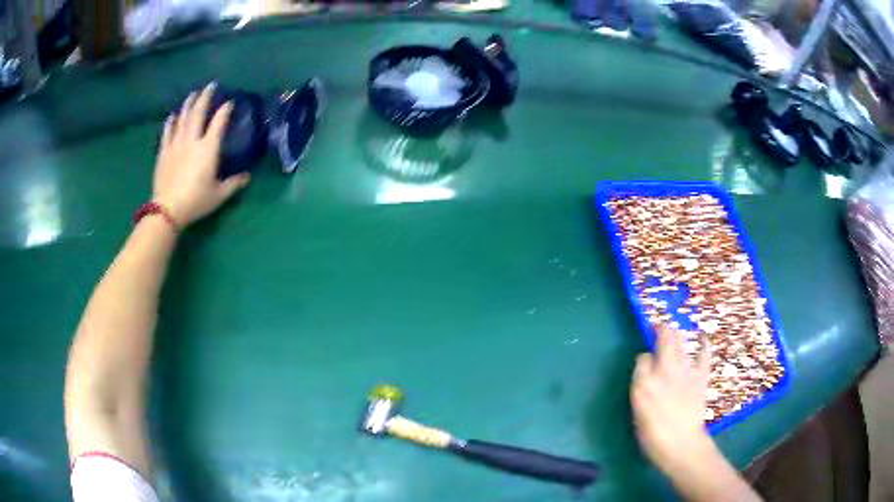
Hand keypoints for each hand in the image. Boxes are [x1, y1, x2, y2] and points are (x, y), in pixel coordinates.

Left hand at [153, 82, 249, 227]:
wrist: (167, 210)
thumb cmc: (196, 201)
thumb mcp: (219, 195)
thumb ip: (233, 184)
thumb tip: (247, 177)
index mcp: (208, 148)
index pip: (219, 122)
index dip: (225, 110)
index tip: (229, 102)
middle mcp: (192, 140)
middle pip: (198, 113)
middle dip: (205, 97)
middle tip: (210, 86)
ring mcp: (176, 144)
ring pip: (182, 118)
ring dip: (188, 104)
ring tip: (192, 95)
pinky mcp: (164, 152)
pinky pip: (167, 132)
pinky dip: (170, 122)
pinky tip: (172, 116)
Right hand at [631, 325, 715, 473]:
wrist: (681, 445)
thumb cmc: (653, 437)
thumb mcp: (638, 414)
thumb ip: (641, 391)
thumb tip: (646, 379)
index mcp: (643, 383)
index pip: (642, 358)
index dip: (643, 359)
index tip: (645, 364)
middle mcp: (663, 371)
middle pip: (662, 340)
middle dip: (660, 331)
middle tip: (659, 328)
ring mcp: (684, 371)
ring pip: (680, 342)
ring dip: (676, 334)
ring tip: (673, 330)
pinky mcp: (700, 376)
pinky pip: (703, 354)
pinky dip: (703, 343)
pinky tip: (702, 336)